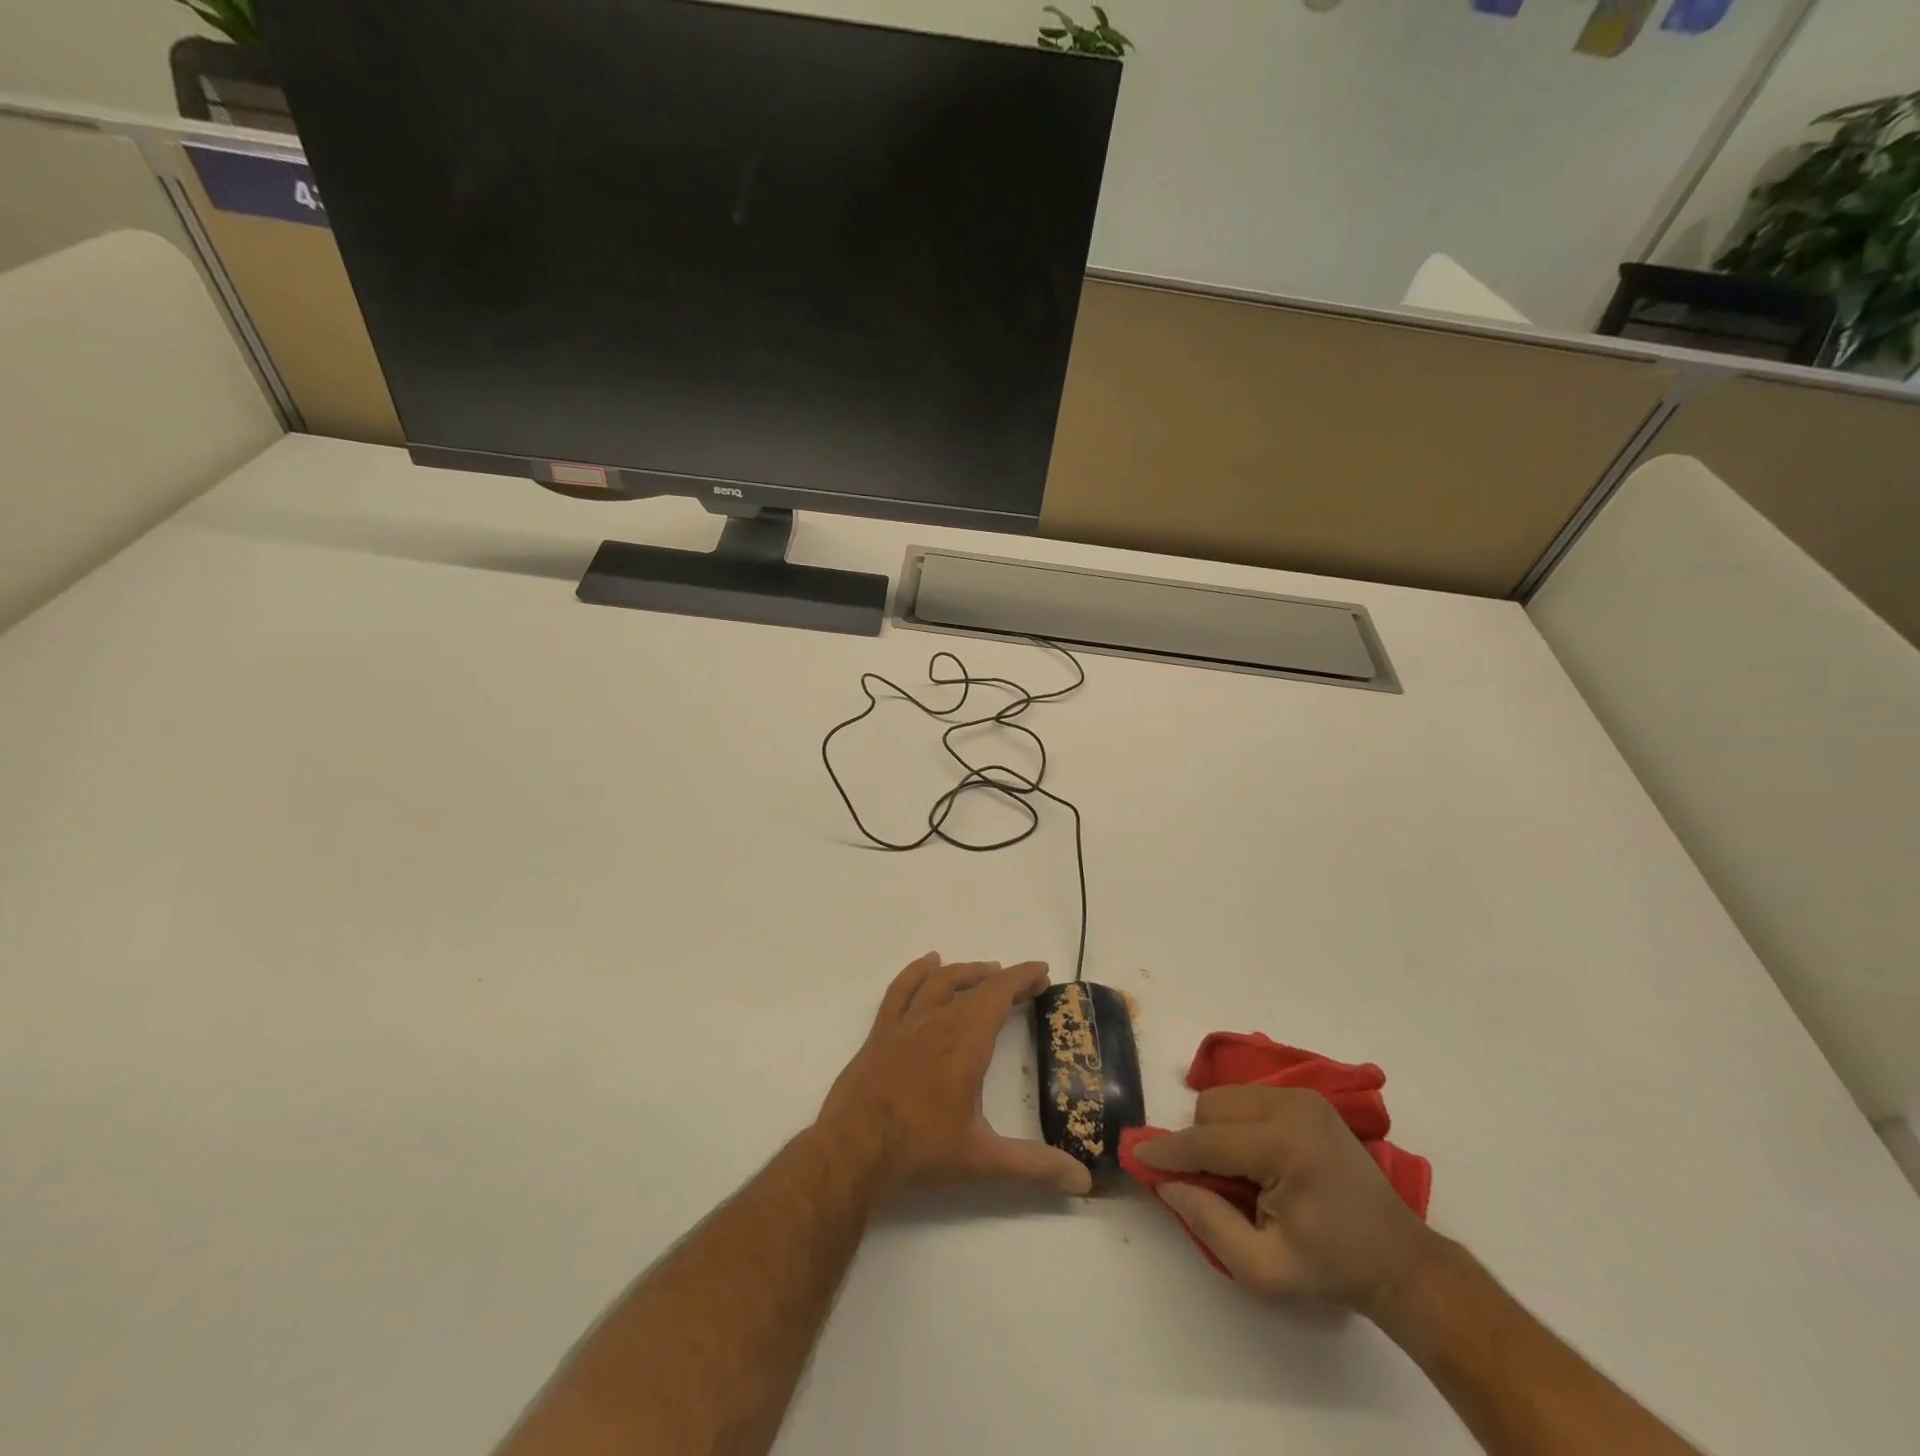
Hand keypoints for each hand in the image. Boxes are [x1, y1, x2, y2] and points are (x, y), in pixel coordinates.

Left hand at [818, 954, 1092, 1199]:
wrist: (853, 1149)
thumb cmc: (920, 1149)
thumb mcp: (982, 1160)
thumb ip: (1033, 1166)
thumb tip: (1082, 1181)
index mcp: (965, 1041)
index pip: (999, 994)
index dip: (1022, 978)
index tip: (1042, 973)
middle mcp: (937, 1021)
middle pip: (974, 985)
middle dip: (1003, 979)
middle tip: (1024, 983)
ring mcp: (905, 1024)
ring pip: (939, 981)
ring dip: (967, 972)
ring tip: (986, 970)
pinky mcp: (881, 1033)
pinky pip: (901, 990)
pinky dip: (917, 972)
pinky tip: (928, 963)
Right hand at [1135, 1085, 1443, 1314]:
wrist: (1399, 1259)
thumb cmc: (1331, 1268)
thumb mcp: (1264, 1268)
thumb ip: (1207, 1223)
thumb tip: (1165, 1183)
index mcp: (1285, 1148)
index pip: (1207, 1141)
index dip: (1168, 1151)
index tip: (1137, 1156)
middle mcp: (1290, 1107)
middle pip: (1211, 1108)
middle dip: (1199, 1143)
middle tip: (1211, 1185)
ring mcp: (1300, 1096)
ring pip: (1225, 1097)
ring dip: (1216, 1130)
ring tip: (1238, 1174)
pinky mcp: (1306, 1096)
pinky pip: (1246, 1096)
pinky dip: (1236, 1122)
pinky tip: (1255, 1156)